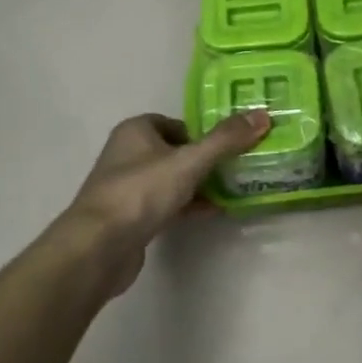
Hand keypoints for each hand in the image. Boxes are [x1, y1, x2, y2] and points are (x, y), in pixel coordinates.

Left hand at [65, 110, 269, 295]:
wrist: (99, 247)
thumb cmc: (142, 192)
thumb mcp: (189, 161)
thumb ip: (226, 140)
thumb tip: (263, 115)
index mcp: (136, 131)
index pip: (178, 123)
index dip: (205, 133)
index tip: (232, 145)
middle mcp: (128, 154)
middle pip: (177, 151)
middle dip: (206, 160)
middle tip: (239, 167)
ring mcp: (128, 187)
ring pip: (172, 179)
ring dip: (199, 184)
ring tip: (234, 189)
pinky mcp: (131, 217)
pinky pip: (166, 204)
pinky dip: (188, 205)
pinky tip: (213, 212)